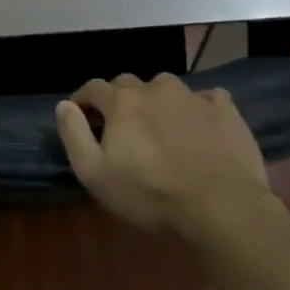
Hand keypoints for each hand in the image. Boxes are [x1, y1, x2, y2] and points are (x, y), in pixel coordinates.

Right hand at [56, 73, 272, 235]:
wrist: (221, 206)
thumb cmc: (150, 193)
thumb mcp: (94, 173)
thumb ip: (73, 134)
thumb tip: (63, 105)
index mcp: (123, 101)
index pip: (93, 88)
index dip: (83, 100)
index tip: (81, 117)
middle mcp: (156, 88)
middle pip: (129, 84)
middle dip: (119, 100)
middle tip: (120, 126)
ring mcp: (194, 96)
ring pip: (166, 88)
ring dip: (157, 101)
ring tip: (160, 126)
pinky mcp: (225, 110)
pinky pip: (206, 97)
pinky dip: (197, 107)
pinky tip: (199, 126)